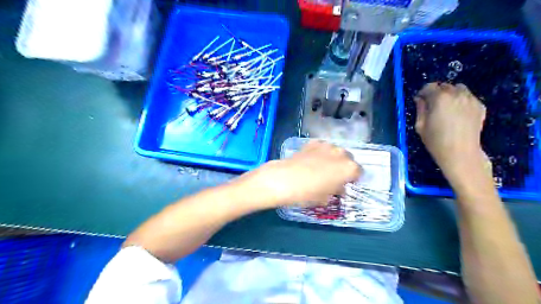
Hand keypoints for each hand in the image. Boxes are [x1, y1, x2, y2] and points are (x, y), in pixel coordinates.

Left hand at [235, 140, 359, 207]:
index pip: (358, 172)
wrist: (284, 180)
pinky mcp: (312, 142)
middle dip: (343, 167)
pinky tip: (310, 160)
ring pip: (335, 151)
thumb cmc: (308, 194)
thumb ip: (336, 191)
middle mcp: (341, 153)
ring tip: (320, 167)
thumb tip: (337, 187)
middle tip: (332, 176)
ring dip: (332, 158)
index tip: (344, 184)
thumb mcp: (326, 198)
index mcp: (350, 168)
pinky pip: (321, 147)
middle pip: (348, 159)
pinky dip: (319, 153)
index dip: (351, 179)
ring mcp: (326, 145)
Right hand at [416, 82, 487, 183]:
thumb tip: (420, 99)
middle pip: (444, 86)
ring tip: (446, 107)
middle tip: (432, 105)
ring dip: (450, 94)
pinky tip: (457, 113)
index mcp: (439, 98)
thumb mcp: (420, 125)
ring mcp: (470, 99)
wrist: (460, 153)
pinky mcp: (480, 106)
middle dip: (436, 93)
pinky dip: (461, 100)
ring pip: (458, 89)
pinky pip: (468, 97)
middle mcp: (456, 94)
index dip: (423, 92)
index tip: (420, 100)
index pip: (429, 86)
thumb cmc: (436, 141)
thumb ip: (420, 109)